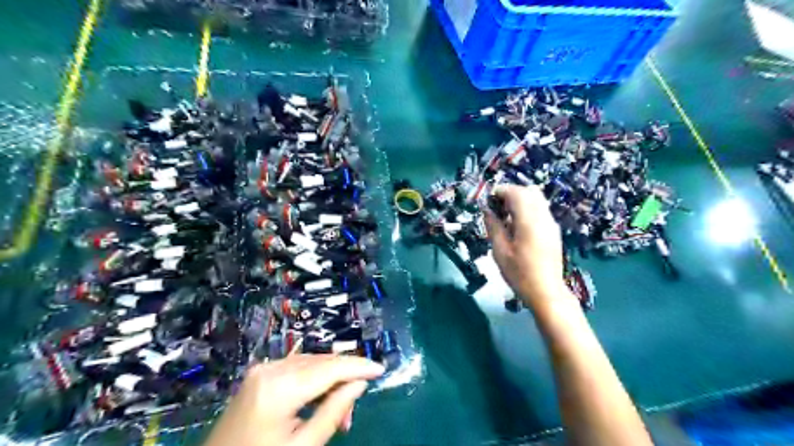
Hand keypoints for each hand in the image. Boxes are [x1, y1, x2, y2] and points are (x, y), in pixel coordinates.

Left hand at [203, 355, 384, 445]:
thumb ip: (334, 411)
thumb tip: (359, 384)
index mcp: (279, 388)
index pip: (330, 368)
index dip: (358, 366)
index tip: (381, 370)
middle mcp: (271, 369)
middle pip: (321, 362)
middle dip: (344, 379)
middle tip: (352, 413)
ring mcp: (262, 369)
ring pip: (311, 363)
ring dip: (330, 381)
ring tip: (338, 413)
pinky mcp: (259, 374)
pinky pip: (296, 368)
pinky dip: (314, 380)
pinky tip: (320, 399)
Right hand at [484, 185, 570, 308]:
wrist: (546, 291)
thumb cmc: (519, 273)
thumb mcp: (500, 251)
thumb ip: (493, 226)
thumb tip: (487, 210)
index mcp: (529, 221)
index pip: (516, 193)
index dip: (500, 191)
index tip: (487, 199)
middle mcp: (543, 217)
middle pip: (529, 191)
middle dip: (511, 193)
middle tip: (496, 207)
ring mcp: (551, 223)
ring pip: (537, 199)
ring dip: (520, 200)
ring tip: (505, 216)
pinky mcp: (553, 230)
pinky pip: (540, 209)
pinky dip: (528, 209)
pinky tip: (517, 226)